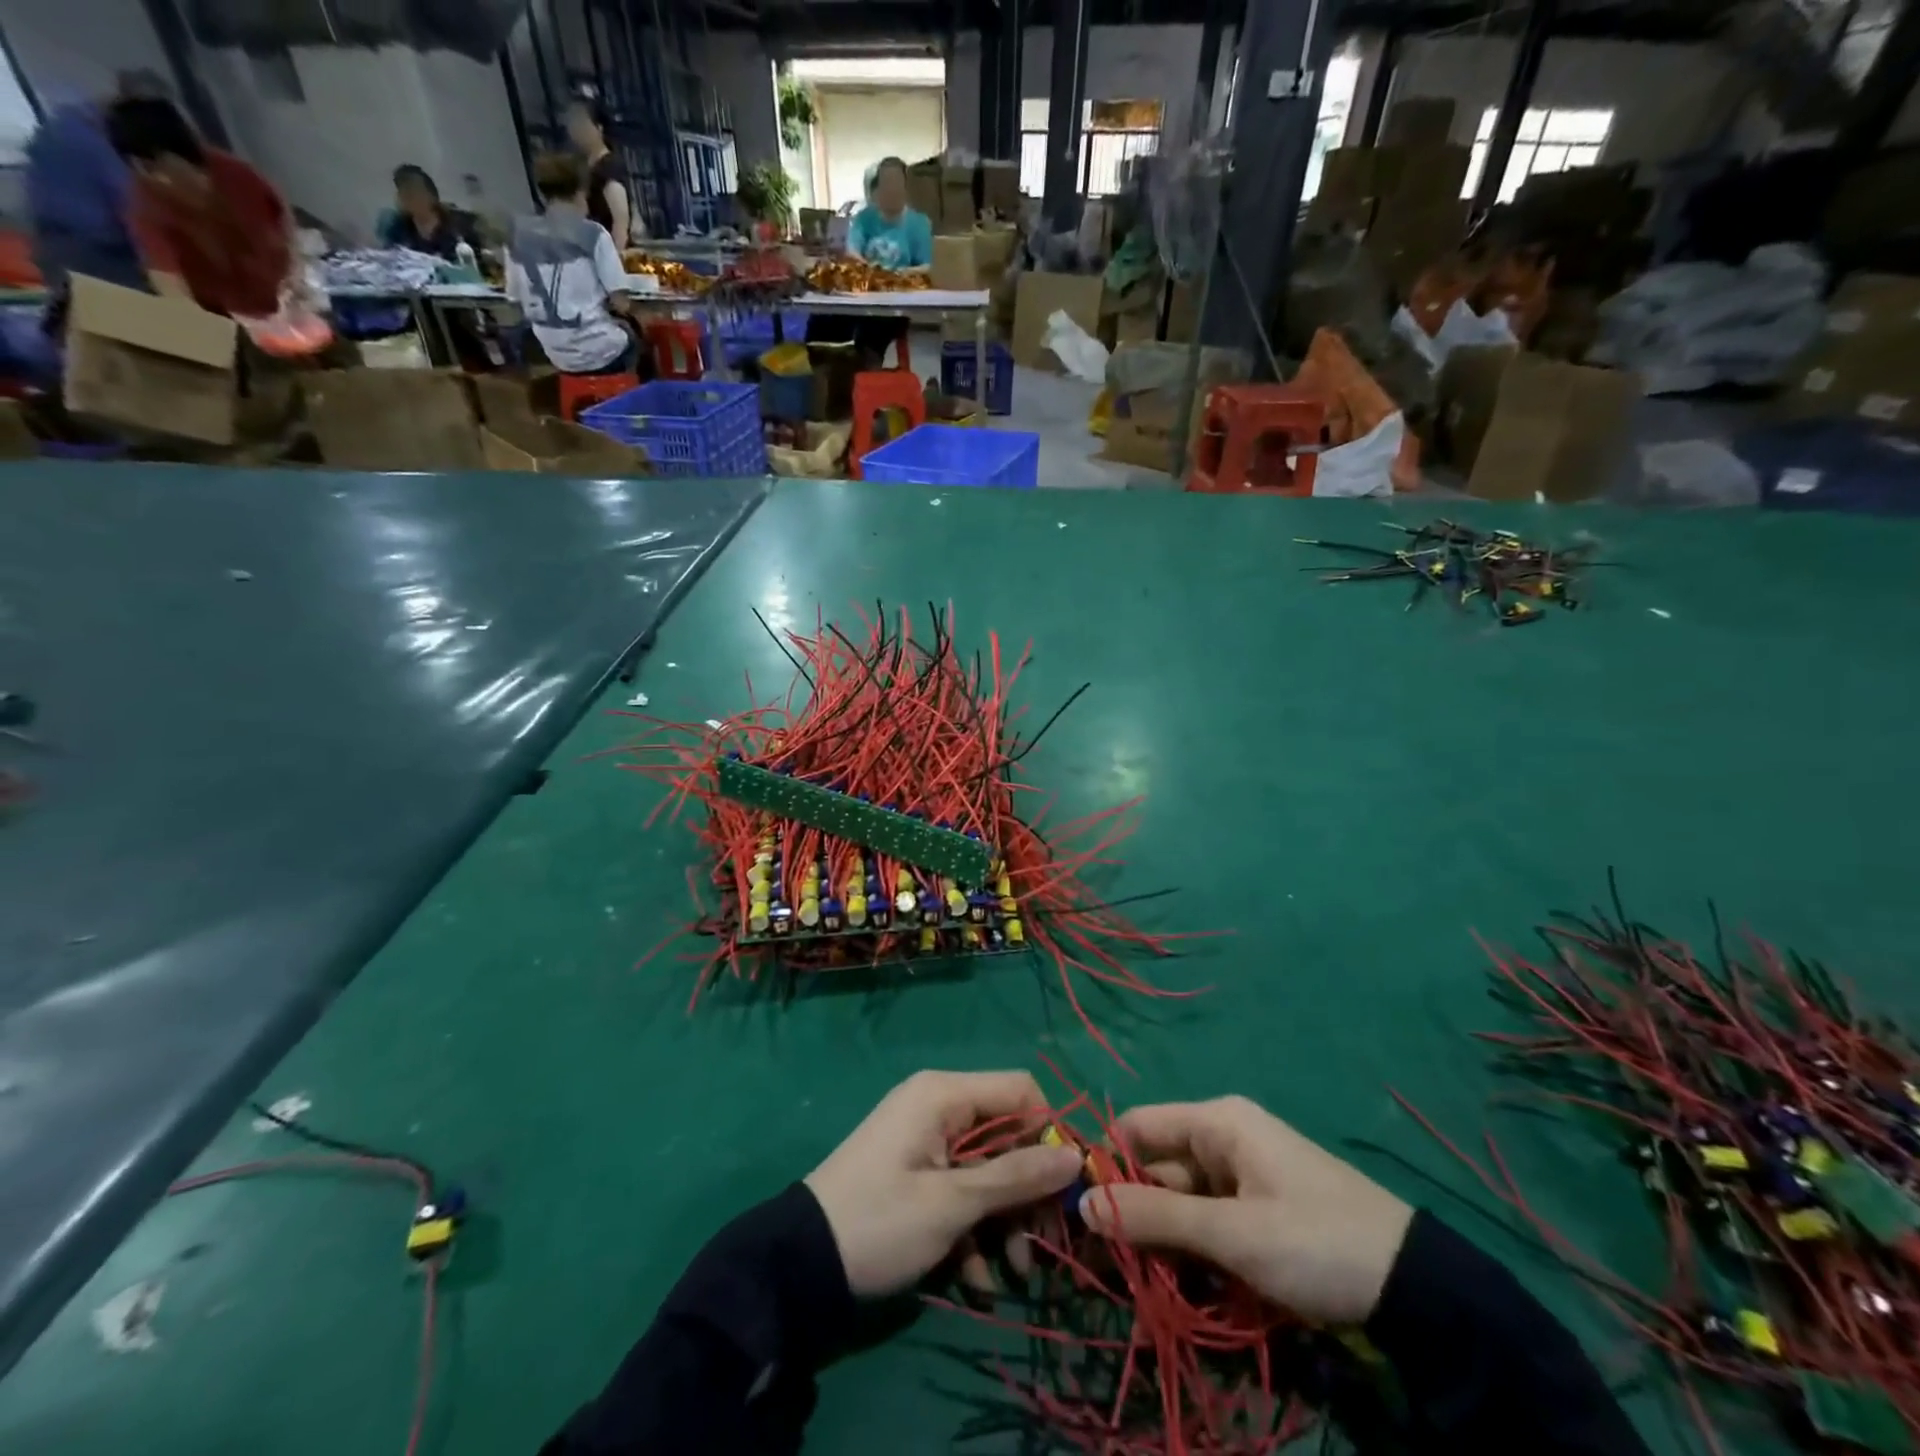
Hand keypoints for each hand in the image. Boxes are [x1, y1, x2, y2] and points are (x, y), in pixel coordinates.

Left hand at [804, 1070, 1083, 1298]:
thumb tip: (1075, 1156)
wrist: (800, 1266)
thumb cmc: (880, 1222)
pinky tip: (975, 1280)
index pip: (1021, 1091)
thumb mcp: (951, 1204)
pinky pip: (962, 1190)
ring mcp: (926, 1141)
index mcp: (944, 1094)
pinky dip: (974, 1229)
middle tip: (1045, 1244)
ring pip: (989, 1169)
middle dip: (1028, 1191)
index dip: (1049, 1134)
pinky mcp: (918, 1174)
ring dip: (1005, 1220)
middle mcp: (938, 1106)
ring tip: (1012, 1274)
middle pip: (1008, 1135)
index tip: (1066, 1187)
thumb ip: (1015, 1176)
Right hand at [1080, 1097, 1413, 1324]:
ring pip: (1179, 1200)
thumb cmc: (1315, 1241)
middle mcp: (1222, 1138)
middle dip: (1133, 1213)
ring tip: (1144, 1289)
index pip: (1137, 1127)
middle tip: (1109, 1268)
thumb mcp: (1232, 1233)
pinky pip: (1207, 1221)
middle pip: (1156, 1167)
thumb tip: (1082, 1203)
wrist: (1418, 1289)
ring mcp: (1241, 1175)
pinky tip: (1182, 1287)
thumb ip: (1155, 1216)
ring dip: (1161, 1241)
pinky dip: (1192, 1250)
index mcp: (1215, 1122)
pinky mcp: (1256, 1209)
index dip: (1107, 1164)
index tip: (1084, 1216)